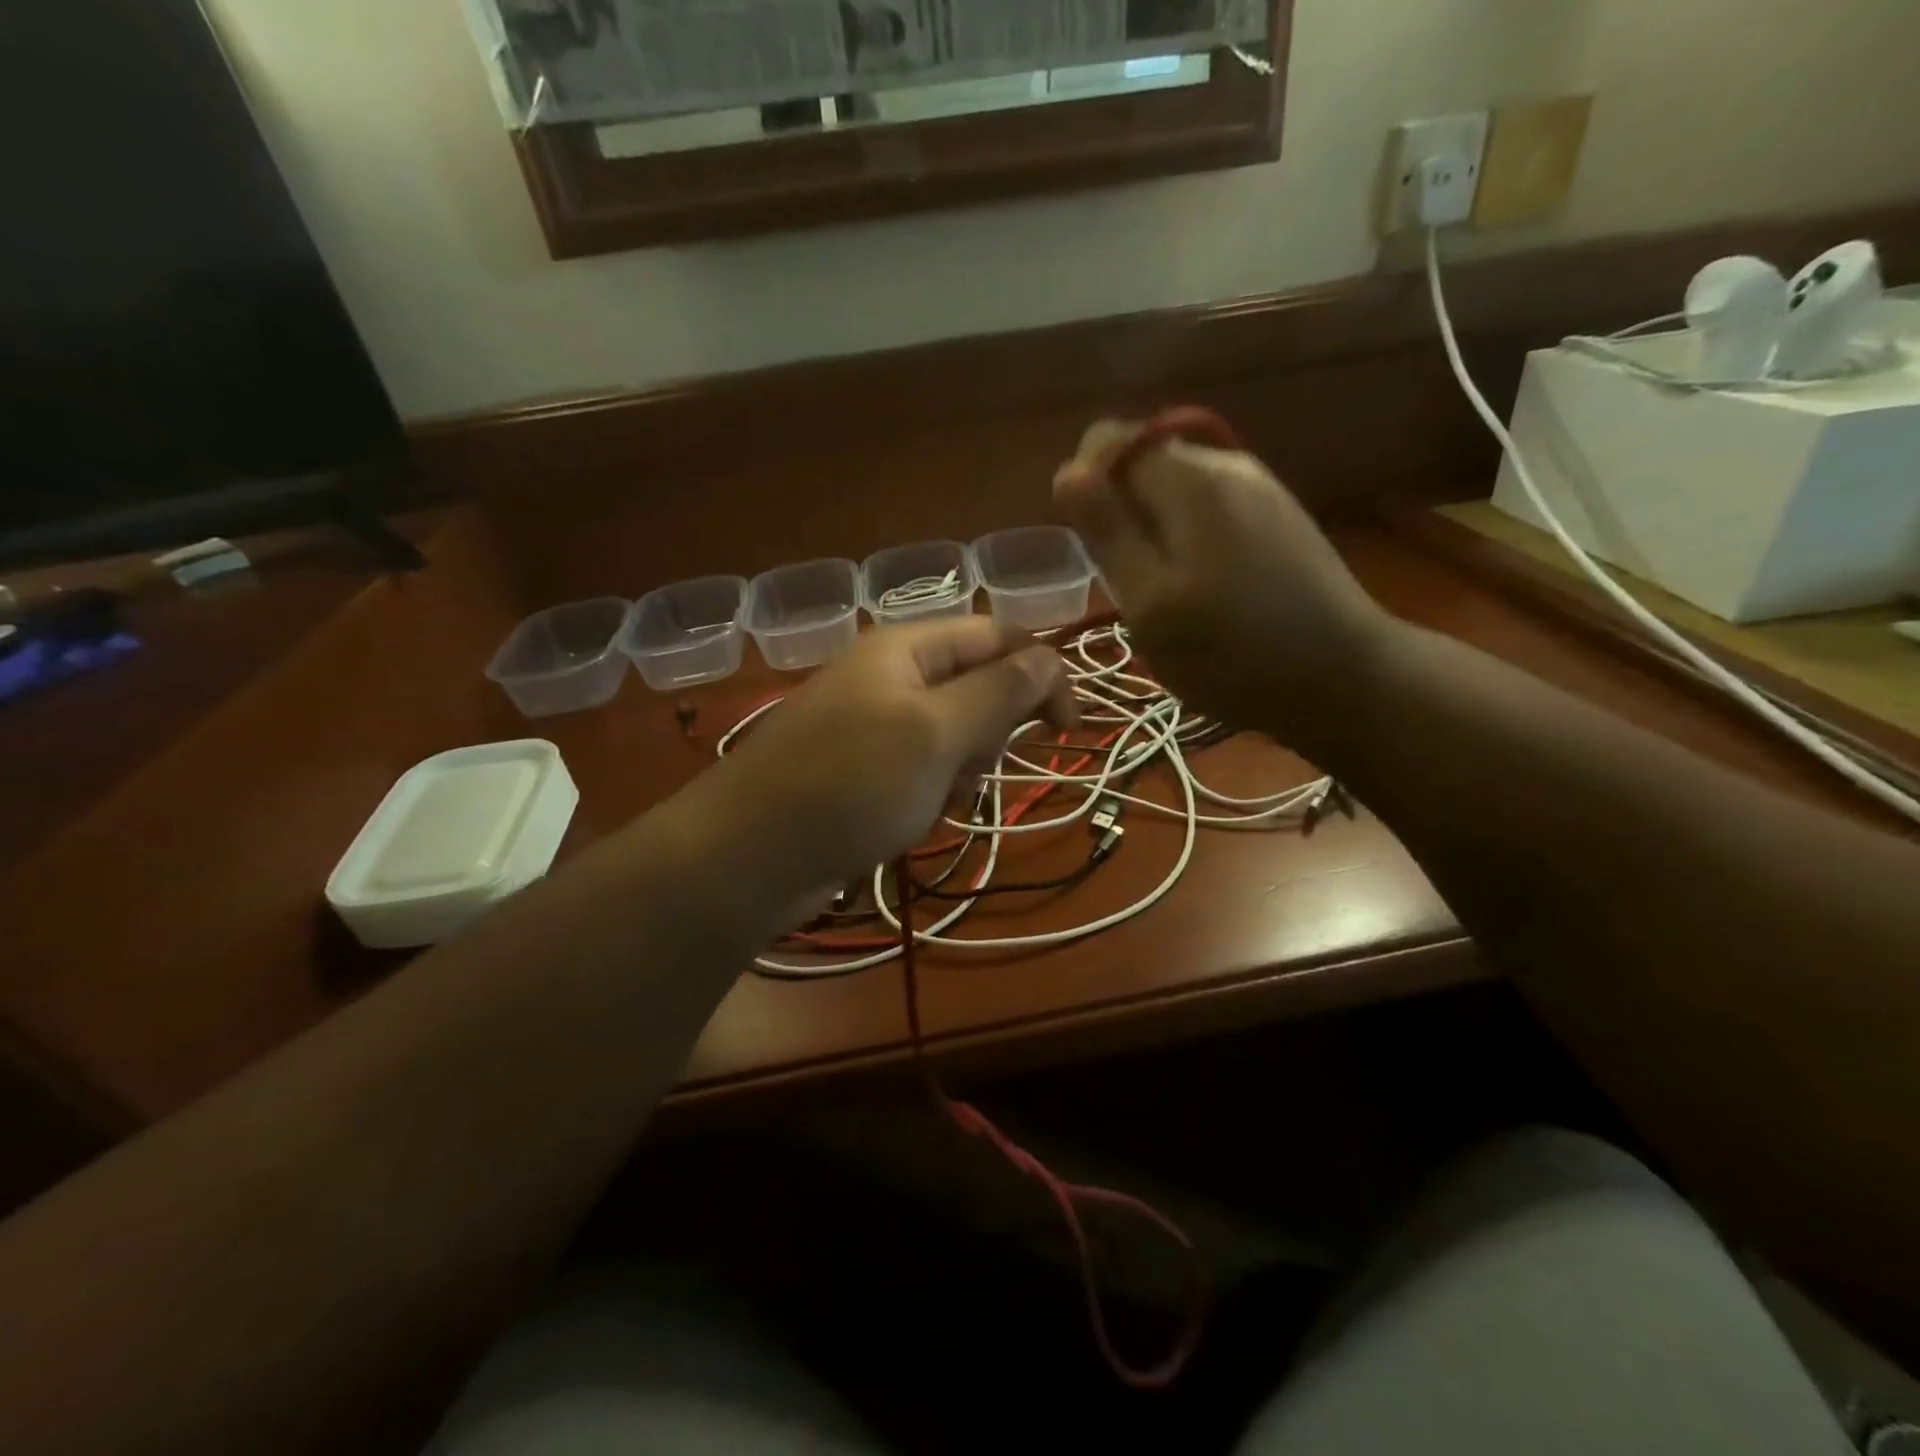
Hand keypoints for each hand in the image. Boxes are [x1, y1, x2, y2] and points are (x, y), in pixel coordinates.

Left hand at [706, 618, 1075, 900]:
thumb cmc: (850, 784)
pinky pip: (922, 770)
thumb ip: (998, 692)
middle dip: (989, 733)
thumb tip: (1050, 656)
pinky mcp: (863, 769)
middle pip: (976, 687)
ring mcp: (874, 724)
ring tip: (935, 801)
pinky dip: (931, 794)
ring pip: (953, 736)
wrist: (749, 856)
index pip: (997, 637)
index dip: (1042, 674)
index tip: (1068, 732)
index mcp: (907, 648)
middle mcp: (891, 676)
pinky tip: (913, 820)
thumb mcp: (936, 734)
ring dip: (962, 770)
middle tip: (969, 770)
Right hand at [1053, 419, 1394, 743]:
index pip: (1111, 440)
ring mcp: (1261, 488)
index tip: (1089, 540)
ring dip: (1153, 527)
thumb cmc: (1232, 651)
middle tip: (1127, 578)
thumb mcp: (1149, 602)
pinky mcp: (1279, 516)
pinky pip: (1210, 508)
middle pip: (1147, 460)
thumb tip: (1067, 472)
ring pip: (1177, 488)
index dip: (1085, 481)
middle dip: (1121, 508)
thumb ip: (1107, 532)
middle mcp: (1228, 466)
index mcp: (1191, 481)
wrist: (1345, 679)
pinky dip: (1187, 537)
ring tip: (1163, 589)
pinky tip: (1202, 586)